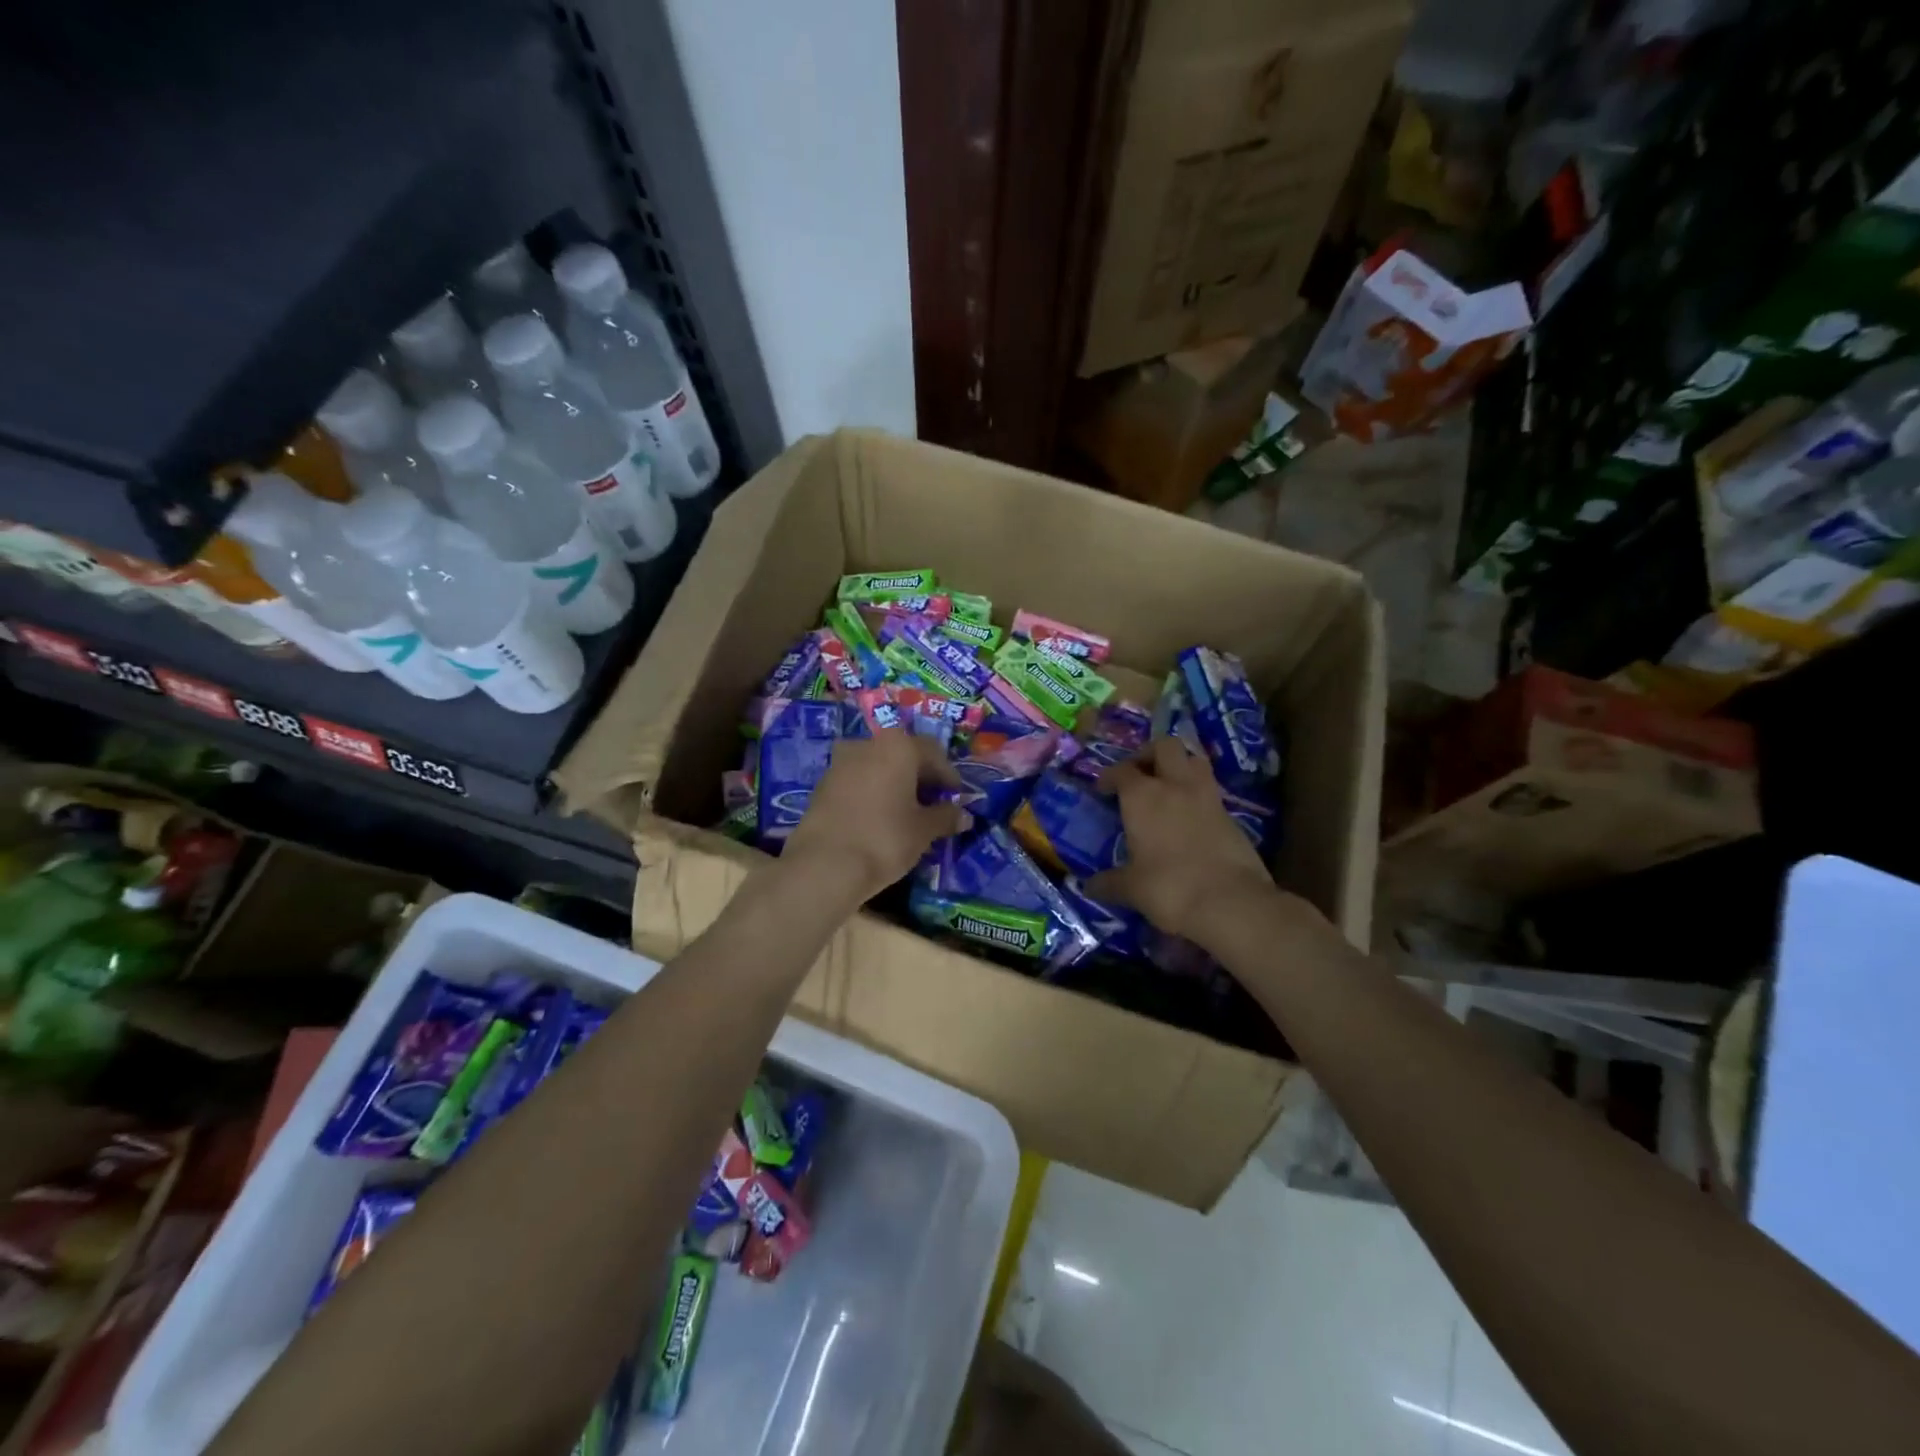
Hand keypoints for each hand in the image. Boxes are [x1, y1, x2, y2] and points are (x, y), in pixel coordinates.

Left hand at [783, 728, 965, 902]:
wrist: (824, 865)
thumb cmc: (885, 839)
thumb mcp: (924, 830)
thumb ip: (945, 817)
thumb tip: (964, 816)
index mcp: (898, 746)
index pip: (933, 752)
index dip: (948, 776)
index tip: (956, 798)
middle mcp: (868, 744)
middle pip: (902, 755)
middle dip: (920, 777)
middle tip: (933, 804)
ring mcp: (840, 763)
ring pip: (877, 766)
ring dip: (894, 784)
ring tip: (905, 813)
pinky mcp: (822, 784)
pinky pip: (857, 781)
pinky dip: (872, 792)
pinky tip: (878, 818)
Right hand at [1088, 737, 1275, 941]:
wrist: (1230, 902)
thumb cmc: (1169, 887)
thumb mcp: (1131, 888)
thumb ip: (1109, 883)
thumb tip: (1089, 887)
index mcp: (1142, 796)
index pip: (1121, 770)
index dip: (1109, 776)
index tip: (1103, 789)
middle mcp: (1175, 786)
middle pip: (1164, 746)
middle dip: (1149, 754)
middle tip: (1139, 775)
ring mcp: (1207, 797)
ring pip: (1194, 760)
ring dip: (1179, 766)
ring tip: (1168, 787)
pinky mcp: (1231, 815)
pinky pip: (1211, 790)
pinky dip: (1197, 794)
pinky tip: (1190, 816)